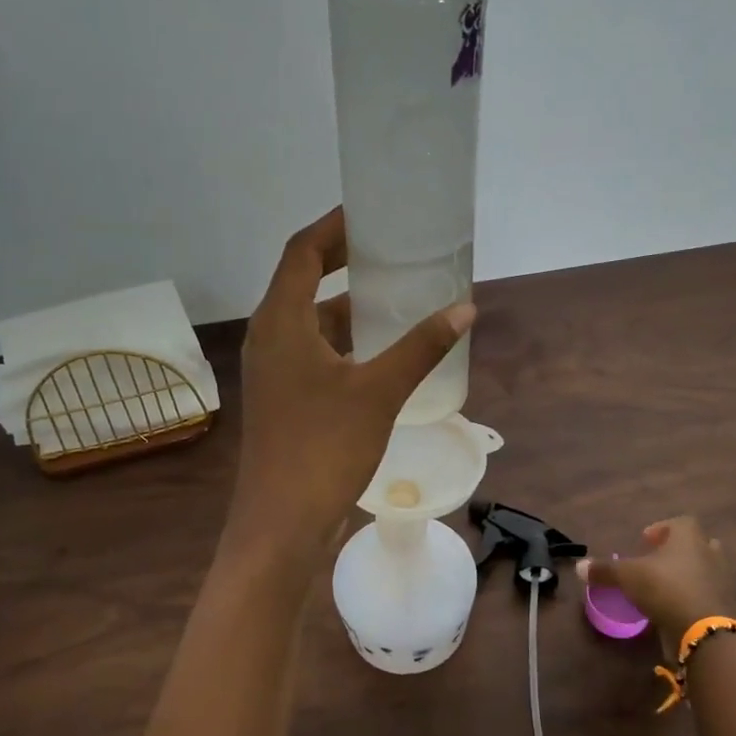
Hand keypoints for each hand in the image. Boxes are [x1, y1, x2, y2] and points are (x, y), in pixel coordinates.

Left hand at [228, 208, 474, 550]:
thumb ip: (421, 347)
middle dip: (344, 260)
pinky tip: (383, 350)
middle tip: (391, 249)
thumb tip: (464, 310)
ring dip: (348, 304)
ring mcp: (275, 370)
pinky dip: (346, 340)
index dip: (334, 226)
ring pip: (311, 320)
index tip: (371, 213)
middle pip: (303, 280)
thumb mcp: (379, 392)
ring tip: (397, 293)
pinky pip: (315, 350)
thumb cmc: (324, 448)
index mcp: (281, 323)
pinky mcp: (285, 396)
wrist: (282, 522)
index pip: (302, 252)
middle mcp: (270, 337)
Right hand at [578, 515, 731, 655]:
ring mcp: (719, 580)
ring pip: (702, 570)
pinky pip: (704, 594)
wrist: (703, 631)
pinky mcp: (721, 605)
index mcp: (688, 537)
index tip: (645, 542)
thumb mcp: (627, 576)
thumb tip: (579, 567)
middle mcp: (708, 553)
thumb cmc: (665, 588)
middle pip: (694, 544)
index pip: (680, 523)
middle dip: (676, 551)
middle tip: (655, 563)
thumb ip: (604, 570)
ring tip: (660, 588)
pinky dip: (690, 598)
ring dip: (685, 575)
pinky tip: (671, 609)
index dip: (662, 529)